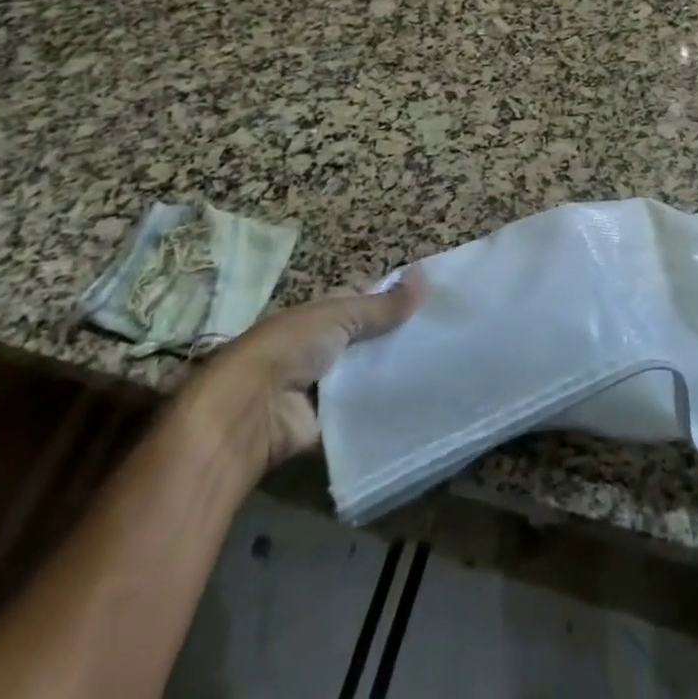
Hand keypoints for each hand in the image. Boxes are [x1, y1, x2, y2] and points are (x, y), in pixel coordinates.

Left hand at [174, 274, 423, 481]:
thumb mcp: (340, 315)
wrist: (249, 412)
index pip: (365, 301)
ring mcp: (327, 387)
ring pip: (371, 375)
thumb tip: (426, 275)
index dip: (395, 299)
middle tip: (448, 337)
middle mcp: (325, 347)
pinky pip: (365, 412)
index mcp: (322, 314)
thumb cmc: (290, 347)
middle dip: (401, 339)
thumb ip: (383, 305)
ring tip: (445, 369)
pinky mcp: (330, 424)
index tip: (435, 300)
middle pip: (371, 340)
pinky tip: (423, 403)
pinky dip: (387, 409)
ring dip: (396, 373)